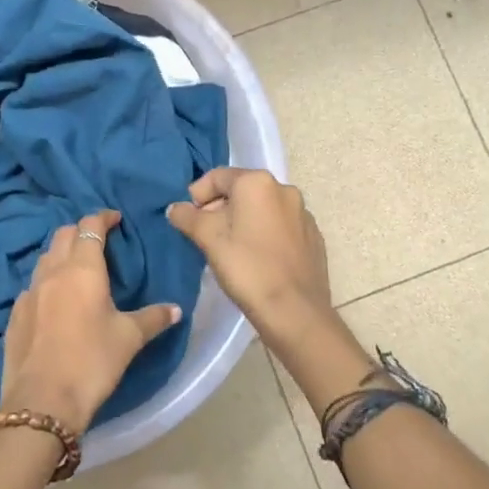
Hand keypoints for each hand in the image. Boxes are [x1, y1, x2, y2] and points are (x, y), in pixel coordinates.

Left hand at [0, 209, 180, 433]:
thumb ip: (153, 318)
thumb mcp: (129, 339)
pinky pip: (32, 285)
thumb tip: (175, 309)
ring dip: (61, 253)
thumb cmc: (92, 362)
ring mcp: (29, 291)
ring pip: (45, 258)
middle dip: (81, 230)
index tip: (115, 219)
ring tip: (78, 267)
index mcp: (83, 269)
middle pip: (63, 234)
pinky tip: (55, 301)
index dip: (103, 217)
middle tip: (99, 241)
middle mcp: (53, 271)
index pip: (90, 226)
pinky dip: (46, 282)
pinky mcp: (15, 313)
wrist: (42, 400)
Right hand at [167, 168, 336, 351]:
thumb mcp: (208, 239)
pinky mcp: (313, 237)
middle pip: (241, 190)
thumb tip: (175, 208)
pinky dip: (264, 234)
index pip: (217, 177)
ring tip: (230, 249)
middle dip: (219, 208)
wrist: (295, 311)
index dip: (197, 195)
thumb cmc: (247, 268)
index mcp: (258, 182)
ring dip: (242, 221)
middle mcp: (284, 189)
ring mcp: (302, 214)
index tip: (188, 219)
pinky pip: (280, 227)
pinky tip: (256, 260)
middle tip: (205, 235)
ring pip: (262, 209)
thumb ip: (187, 217)